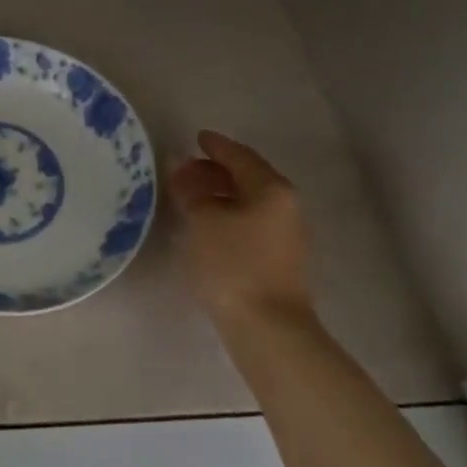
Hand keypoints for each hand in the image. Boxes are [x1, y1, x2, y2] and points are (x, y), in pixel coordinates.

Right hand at [169, 130, 312, 331]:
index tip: (197, 138)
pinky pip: (251, 222)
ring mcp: (286, 234)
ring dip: (221, 194)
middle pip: (248, 177)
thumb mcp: (202, 221)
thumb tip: (180, 166)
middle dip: (216, 170)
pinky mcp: (279, 259)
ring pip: (250, 201)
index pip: (240, 156)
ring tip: (191, 197)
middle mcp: (286, 206)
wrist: (268, 328)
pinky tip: (207, 225)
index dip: (216, 146)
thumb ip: (190, 190)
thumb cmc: (233, 265)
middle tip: (186, 169)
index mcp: (271, 189)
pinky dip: (228, 214)